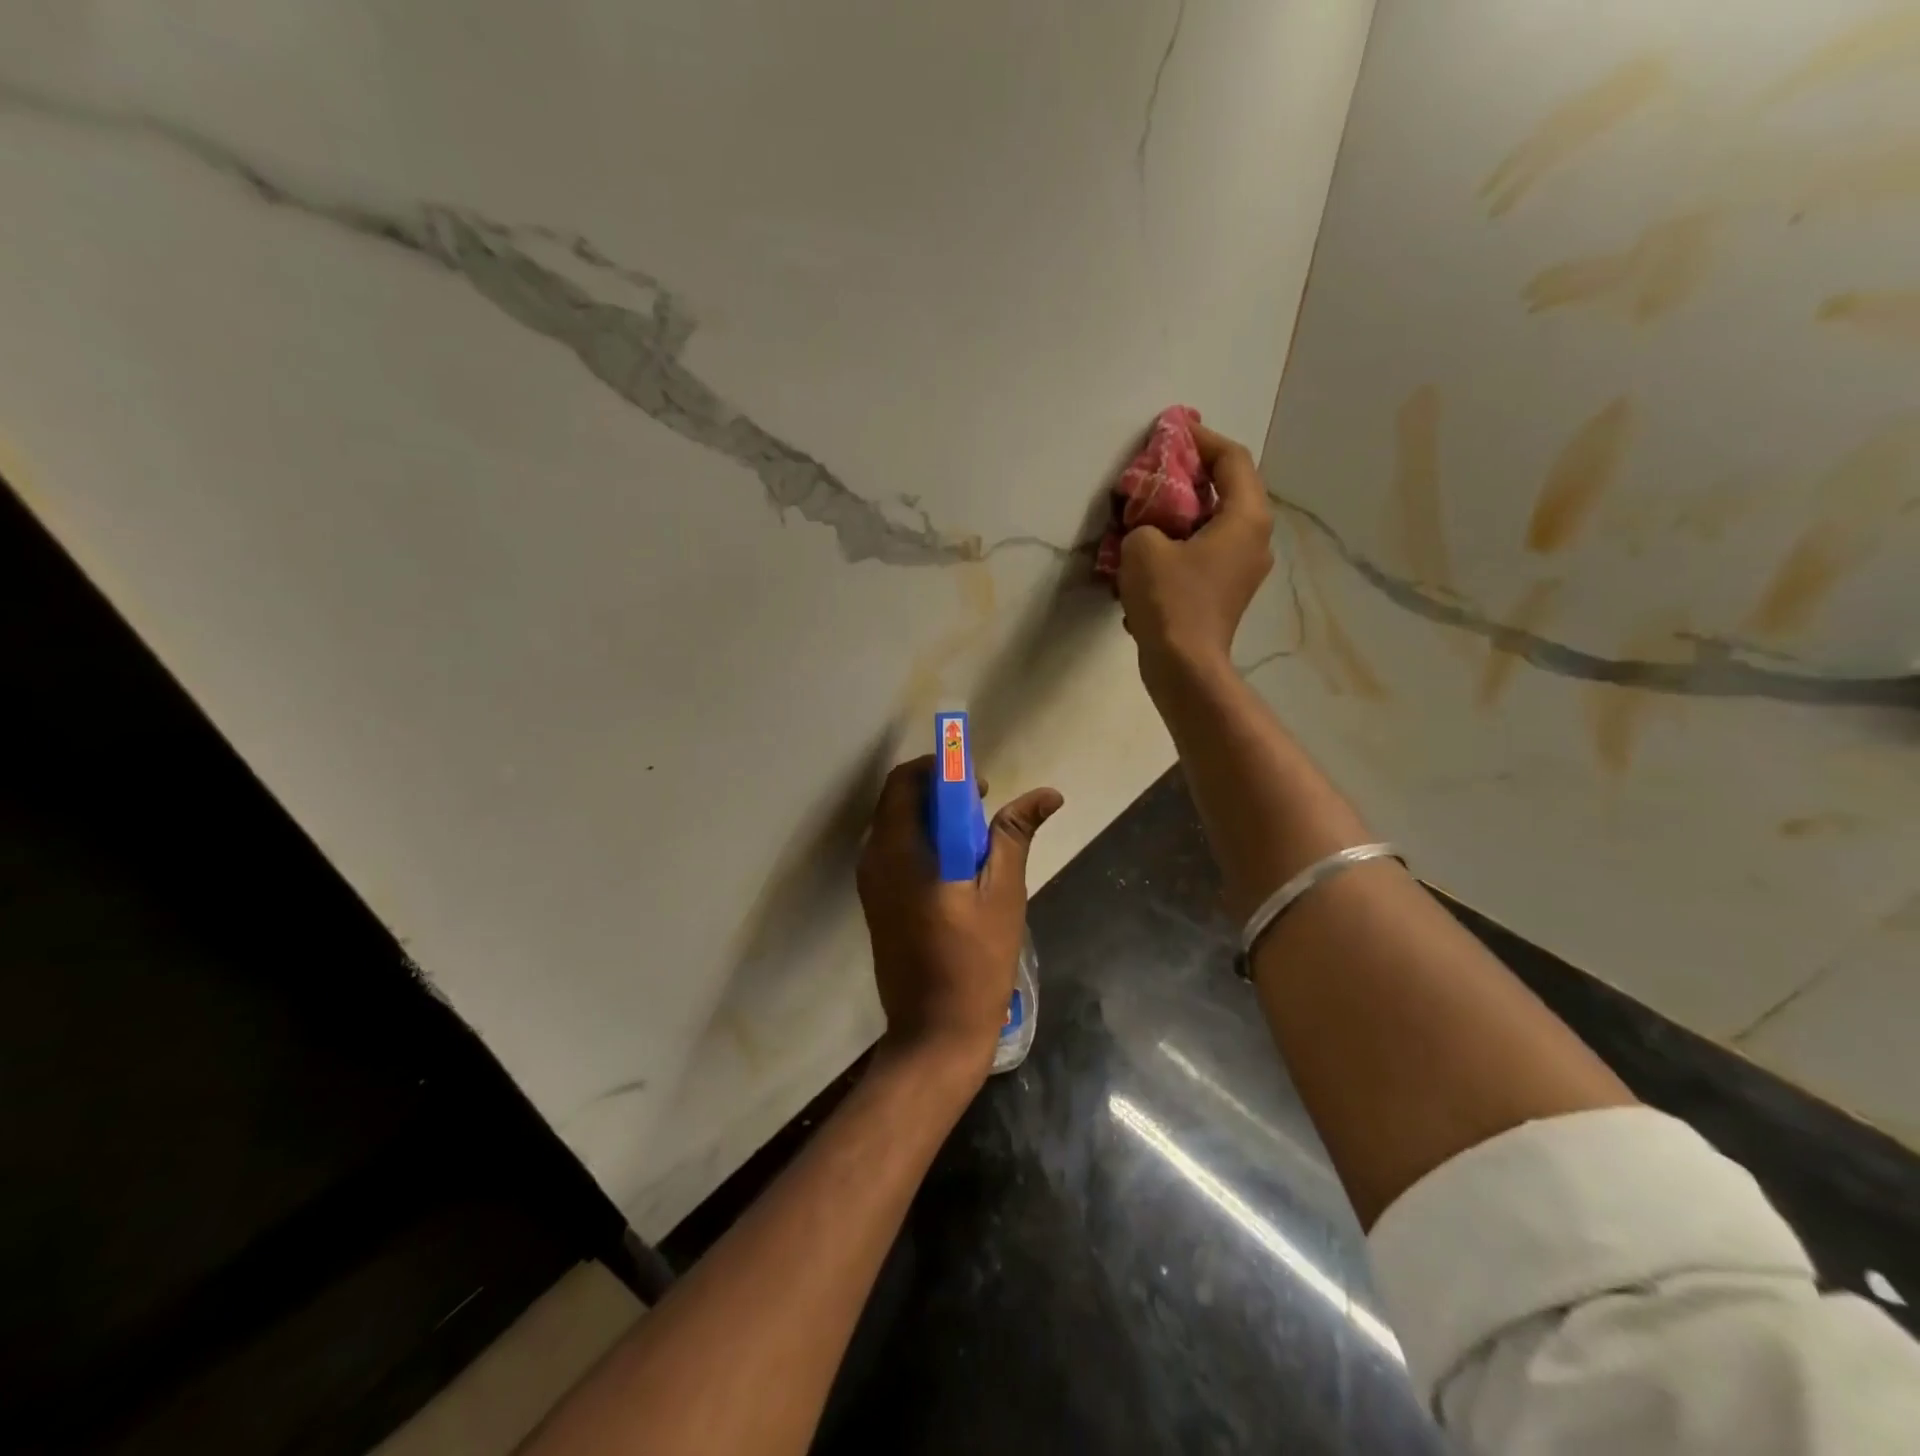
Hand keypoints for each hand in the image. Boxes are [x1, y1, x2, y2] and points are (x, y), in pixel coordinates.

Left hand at [857, 755, 1063, 1079]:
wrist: (934, 1032)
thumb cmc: (974, 961)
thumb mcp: (1002, 892)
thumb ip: (1013, 835)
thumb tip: (1046, 794)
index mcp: (898, 850)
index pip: (906, 781)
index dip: (942, 769)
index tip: (979, 785)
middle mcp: (874, 860)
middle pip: (898, 800)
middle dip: (939, 793)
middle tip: (983, 810)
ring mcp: (870, 884)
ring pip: (896, 826)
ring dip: (932, 819)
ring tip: (976, 840)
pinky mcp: (876, 903)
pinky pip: (894, 852)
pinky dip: (923, 843)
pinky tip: (956, 868)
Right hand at [1117, 423, 1274, 666]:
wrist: (1185, 665)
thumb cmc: (1170, 600)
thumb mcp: (1143, 547)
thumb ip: (1145, 520)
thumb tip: (1149, 526)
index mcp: (1246, 517)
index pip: (1232, 459)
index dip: (1202, 439)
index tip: (1173, 432)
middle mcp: (1256, 538)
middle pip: (1228, 489)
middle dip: (1192, 475)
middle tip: (1158, 468)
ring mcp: (1245, 568)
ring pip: (1218, 522)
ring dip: (1186, 510)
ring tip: (1151, 507)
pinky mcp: (1229, 592)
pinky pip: (1210, 550)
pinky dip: (1186, 539)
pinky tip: (1156, 548)